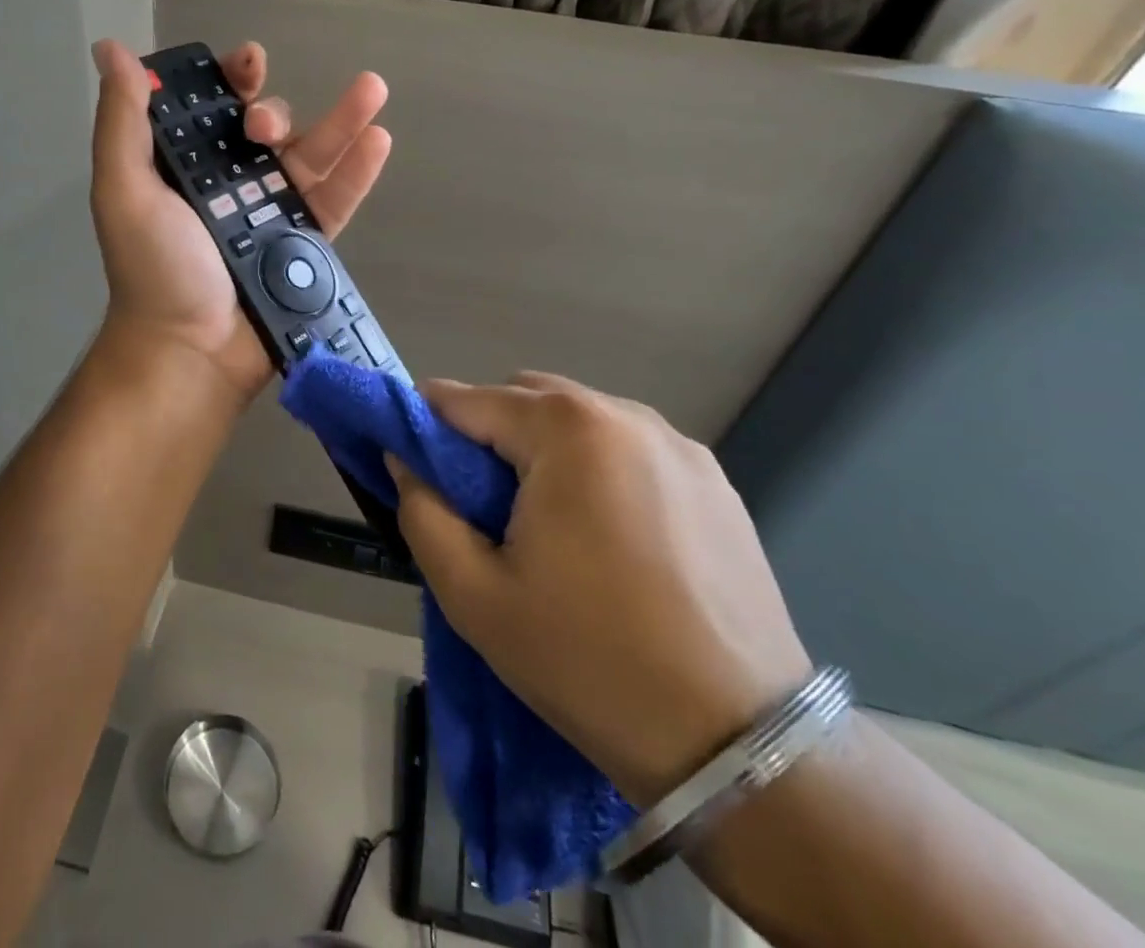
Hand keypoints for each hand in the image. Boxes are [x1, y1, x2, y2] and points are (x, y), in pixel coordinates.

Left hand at [88, 38, 390, 402]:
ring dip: (341, 121)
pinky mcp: (305, 244)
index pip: (213, 109)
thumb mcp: (124, 190)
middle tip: (264, 125)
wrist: (190, 352)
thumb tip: (110, 48)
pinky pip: (335, 200)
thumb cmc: (154, 269)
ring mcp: (272, 214)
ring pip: (310, 157)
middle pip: (265, 129)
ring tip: (372, 89)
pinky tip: (378, 138)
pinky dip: (358, 170)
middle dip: (273, 111)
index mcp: (185, 167)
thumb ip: (121, 122)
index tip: (248, 63)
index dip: (232, 80)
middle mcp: (230, 184)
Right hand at [390, 373, 812, 806]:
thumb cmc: (588, 660)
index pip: (467, 399)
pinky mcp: (716, 482)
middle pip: (526, 398)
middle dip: (489, 434)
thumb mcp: (473, 595)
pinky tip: (610, 538)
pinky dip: (599, 469)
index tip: (414, 465)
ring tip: (548, 524)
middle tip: (482, 505)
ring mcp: (680, 446)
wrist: (740, 746)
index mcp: (566, 430)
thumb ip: (422, 512)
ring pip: (580, 420)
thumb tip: (404, 461)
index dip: (427, 426)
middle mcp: (625, 416)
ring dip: (545, 450)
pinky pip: (630, 450)